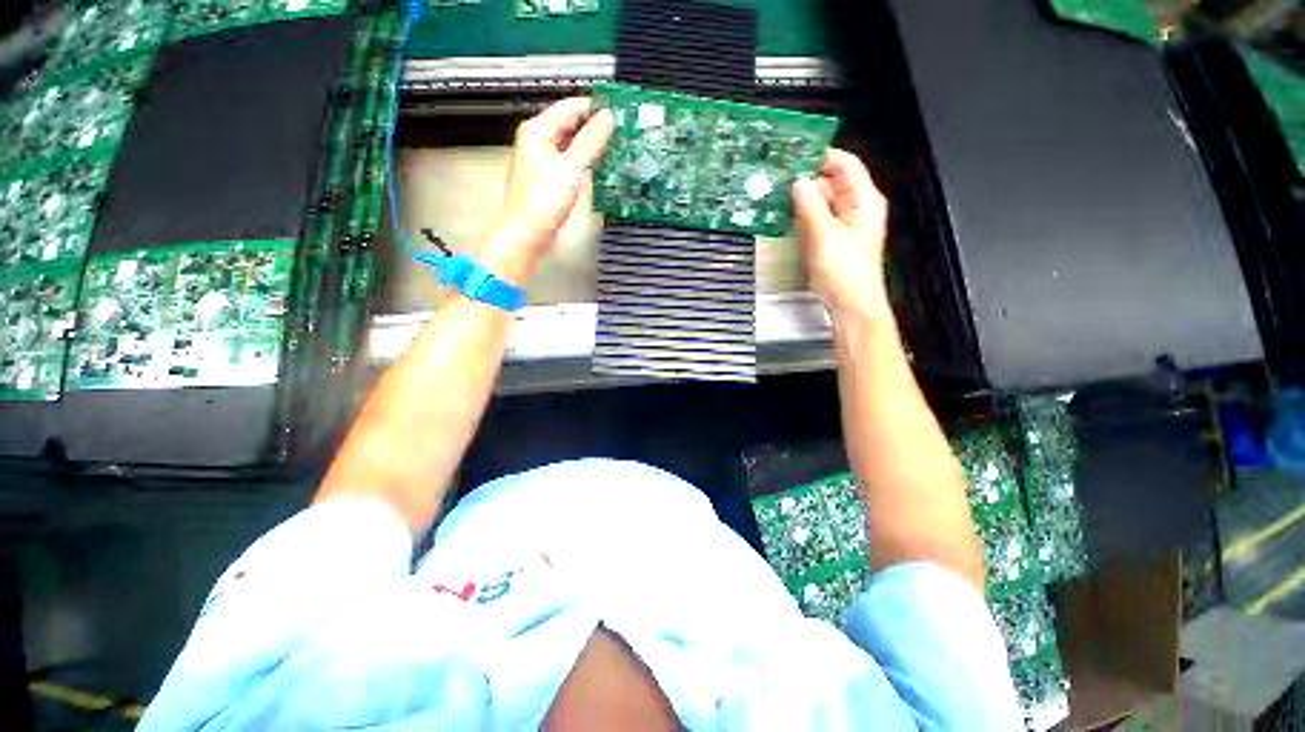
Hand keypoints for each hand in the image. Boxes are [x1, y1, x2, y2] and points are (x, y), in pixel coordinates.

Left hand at [478, 97, 613, 284]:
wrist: (527, 235)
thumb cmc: (542, 202)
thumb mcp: (570, 168)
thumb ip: (590, 141)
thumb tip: (608, 118)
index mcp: (537, 131)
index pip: (570, 107)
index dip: (594, 106)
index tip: (618, 109)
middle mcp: (538, 142)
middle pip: (570, 125)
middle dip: (594, 126)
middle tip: (621, 129)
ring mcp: (543, 162)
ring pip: (571, 145)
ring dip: (591, 145)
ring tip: (616, 146)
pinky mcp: (549, 181)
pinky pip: (570, 162)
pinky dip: (584, 162)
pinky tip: (598, 167)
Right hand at [792, 149, 891, 324]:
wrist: (849, 304)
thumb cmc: (847, 274)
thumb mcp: (826, 236)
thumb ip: (811, 206)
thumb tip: (799, 183)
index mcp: (864, 201)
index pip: (845, 164)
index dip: (822, 154)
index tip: (798, 149)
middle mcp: (855, 208)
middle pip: (831, 180)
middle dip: (808, 175)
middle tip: (781, 173)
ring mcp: (842, 224)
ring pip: (821, 199)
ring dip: (802, 195)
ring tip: (779, 190)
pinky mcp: (830, 238)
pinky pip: (815, 217)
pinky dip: (802, 213)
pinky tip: (787, 212)